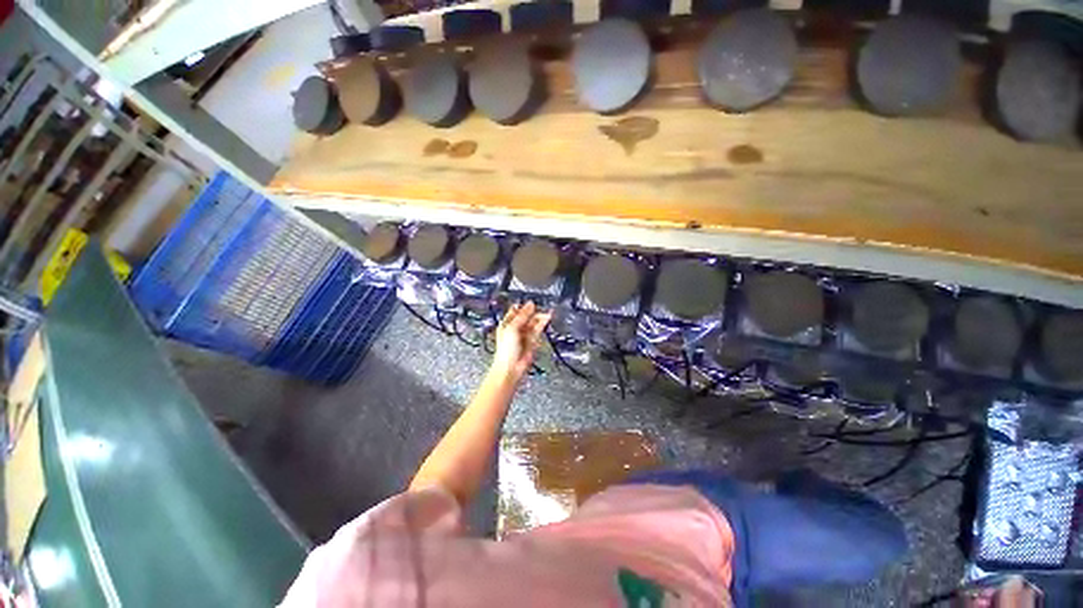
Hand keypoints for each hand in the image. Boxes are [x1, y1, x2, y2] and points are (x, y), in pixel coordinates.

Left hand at [491, 302, 550, 380]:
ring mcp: (524, 334)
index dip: (523, 305)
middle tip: (541, 305)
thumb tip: (530, 305)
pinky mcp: (533, 340)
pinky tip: (548, 317)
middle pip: (526, 316)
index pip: (515, 310)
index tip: (531, 300)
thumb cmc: (506, 351)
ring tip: (547, 310)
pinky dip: (543, 323)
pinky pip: (539, 329)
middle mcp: (515, 328)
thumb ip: (522, 316)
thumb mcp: (512, 328)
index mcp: (506, 323)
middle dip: (533, 311)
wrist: (511, 367)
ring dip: (540, 316)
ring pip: (533, 322)